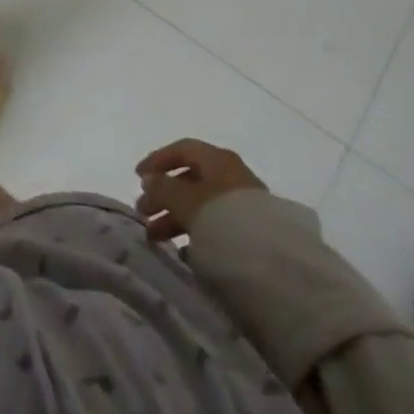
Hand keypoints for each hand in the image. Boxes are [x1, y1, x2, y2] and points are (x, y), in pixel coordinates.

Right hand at [135, 139, 265, 242]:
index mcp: (218, 160)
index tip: (137, 177)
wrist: (275, 264)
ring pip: (200, 205)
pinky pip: (215, 226)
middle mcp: (232, 176)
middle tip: (142, 213)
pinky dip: (195, 233)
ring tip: (155, 238)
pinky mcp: (251, 233)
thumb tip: (149, 178)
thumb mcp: (185, 200)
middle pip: (190, 179)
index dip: (157, 160)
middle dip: (163, 195)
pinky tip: (183, 251)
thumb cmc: (223, 219)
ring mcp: (243, 205)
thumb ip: (163, 187)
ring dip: (174, 217)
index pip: (182, 149)